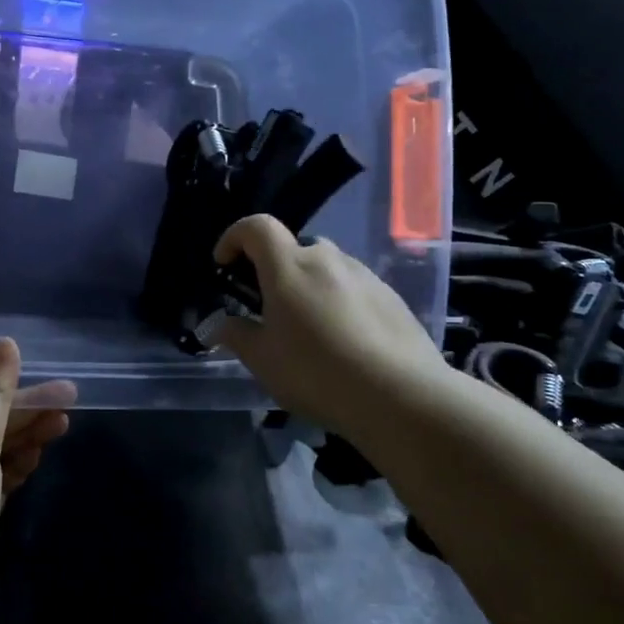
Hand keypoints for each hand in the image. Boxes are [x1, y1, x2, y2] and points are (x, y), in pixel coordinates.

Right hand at [204, 215, 445, 450]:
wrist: (402, 396)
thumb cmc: (318, 373)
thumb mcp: (263, 361)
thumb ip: (237, 335)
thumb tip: (221, 324)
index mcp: (289, 267)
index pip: (256, 227)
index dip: (234, 237)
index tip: (224, 264)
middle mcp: (327, 259)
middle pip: (293, 249)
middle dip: (275, 272)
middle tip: (270, 311)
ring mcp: (364, 275)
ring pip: (326, 270)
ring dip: (309, 289)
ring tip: (310, 334)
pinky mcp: (391, 297)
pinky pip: (353, 289)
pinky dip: (339, 304)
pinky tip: (345, 344)